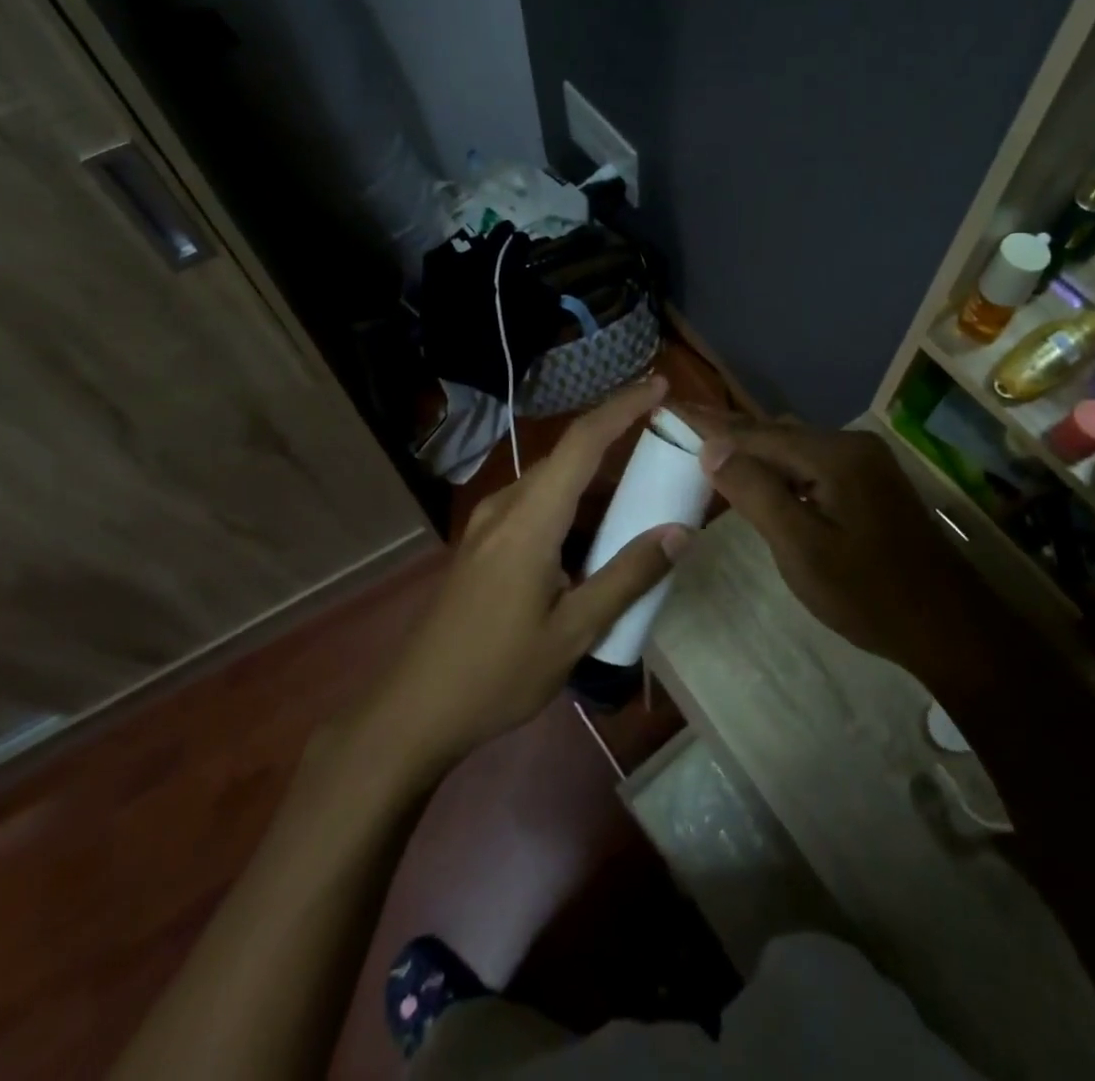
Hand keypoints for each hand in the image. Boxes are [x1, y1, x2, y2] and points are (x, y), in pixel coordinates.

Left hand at [367, 378, 691, 771]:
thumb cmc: (497, 673)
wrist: (414, 709)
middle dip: (619, 445)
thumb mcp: (574, 632)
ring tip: (641, 504)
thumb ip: (627, 577)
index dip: (623, 407)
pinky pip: (537, 508)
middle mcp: (506, 507)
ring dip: (596, 486)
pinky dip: (574, 511)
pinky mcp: (482, 544)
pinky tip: (594, 545)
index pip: (582, 442)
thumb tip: (679, 533)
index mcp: (529, 520)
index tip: (660, 384)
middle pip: (569, 458)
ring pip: (553, 485)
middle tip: (668, 456)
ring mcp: (488, 524)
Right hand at [676, 410, 979, 668]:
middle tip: (682, 420)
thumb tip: (712, 449)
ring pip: (794, 446)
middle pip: (775, 432)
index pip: (756, 433)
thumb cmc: (869, 593)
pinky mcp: (869, 482)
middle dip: (728, 429)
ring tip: (709, 444)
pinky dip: (778, 464)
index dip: (710, 424)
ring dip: (753, 446)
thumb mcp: (802, 548)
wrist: (948, 626)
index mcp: (834, 455)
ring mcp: (864, 462)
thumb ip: (756, 493)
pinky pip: (811, 461)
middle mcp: (850, 445)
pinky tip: (761, 474)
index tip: (670, 407)